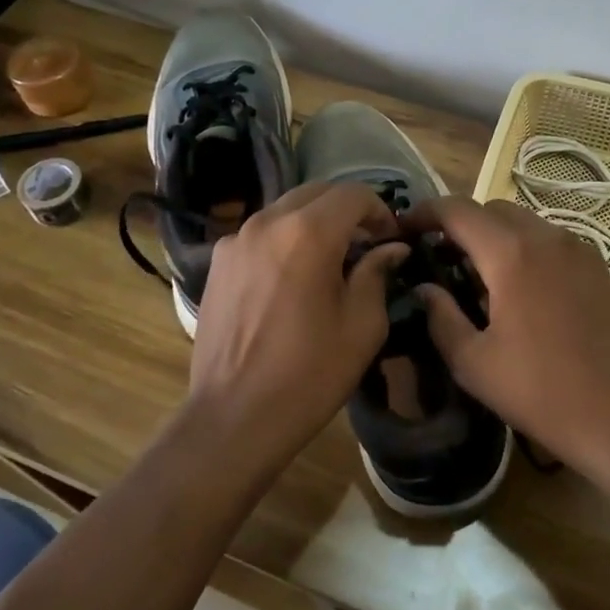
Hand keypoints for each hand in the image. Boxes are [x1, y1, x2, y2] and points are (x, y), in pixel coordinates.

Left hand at [188, 182, 408, 469]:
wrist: (235, 416)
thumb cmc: (310, 373)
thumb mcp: (362, 325)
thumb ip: (377, 273)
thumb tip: (390, 248)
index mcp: (308, 232)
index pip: (353, 194)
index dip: (380, 210)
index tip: (391, 239)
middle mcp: (268, 222)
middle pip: (317, 193)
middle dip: (347, 211)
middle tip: (366, 244)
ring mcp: (236, 240)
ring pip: (286, 209)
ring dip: (315, 222)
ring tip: (330, 260)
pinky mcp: (218, 262)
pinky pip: (261, 233)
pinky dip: (285, 239)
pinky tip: (292, 277)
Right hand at [401, 197, 609, 478]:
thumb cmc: (538, 391)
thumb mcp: (472, 362)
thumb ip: (440, 316)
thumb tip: (424, 287)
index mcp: (511, 254)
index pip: (458, 210)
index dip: (426, 212)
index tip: (405, 228)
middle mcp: (546, 237)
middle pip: (492, 210)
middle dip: (461, 224)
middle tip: (440, 256)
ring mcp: (577, 248)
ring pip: (523, 221)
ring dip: (494, 235)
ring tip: (478, 273)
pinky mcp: (597, 265)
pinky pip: (549, 239)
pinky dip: (524, 246)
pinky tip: (518, 286)